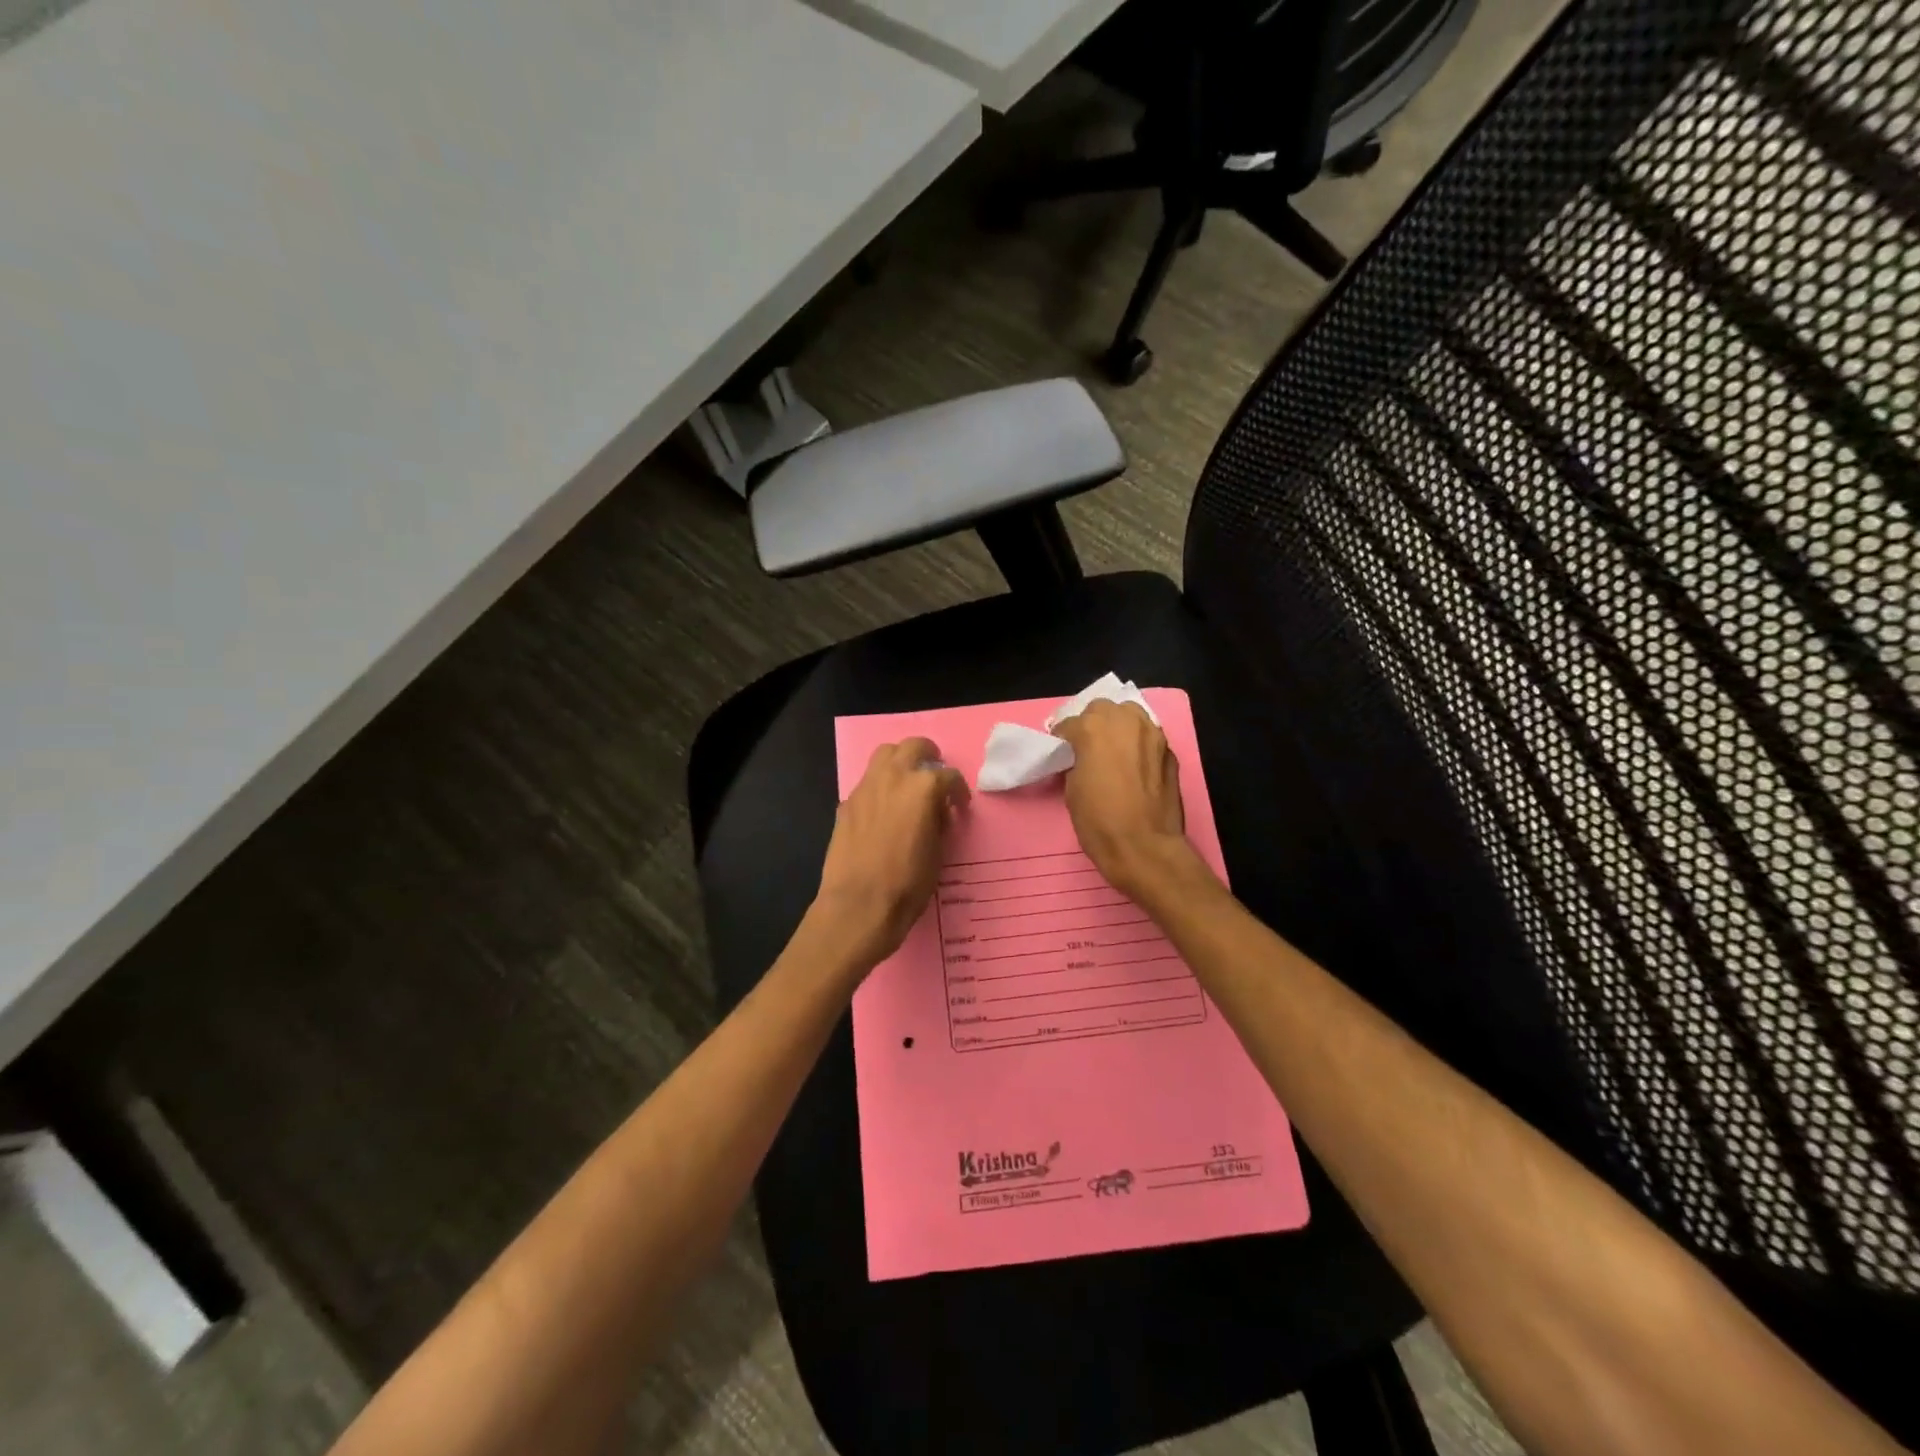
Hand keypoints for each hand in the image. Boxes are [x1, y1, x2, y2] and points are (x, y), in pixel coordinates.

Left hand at [813, 738, 969, 965]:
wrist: (858, 906)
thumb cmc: (907, 884)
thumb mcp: (938, 853)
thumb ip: (939, 822)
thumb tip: (936, 812)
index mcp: (923, 788)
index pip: (949, 776)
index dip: (959, 791)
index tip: (960, 806)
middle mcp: (893, 778)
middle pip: (913, 747)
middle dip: (929, 756)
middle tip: (935, 775)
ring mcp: (865, 788)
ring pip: (884, 755)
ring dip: (901, 762)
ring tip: (908, 784)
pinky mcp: (846, 803)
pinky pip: (867, 782)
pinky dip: (880, 786)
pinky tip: (884, 810)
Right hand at [1053, 700, 1193, 898]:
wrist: (1144, 847)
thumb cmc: (1099, 821)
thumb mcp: (1072, 789)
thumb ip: (1076, 761)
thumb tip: (1081, 757)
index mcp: (1093, 728)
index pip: (1071, 723)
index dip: (1063, 738)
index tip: (1061, 751)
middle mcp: (1125, 721)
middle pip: (1103, 709)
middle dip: (1092, 723)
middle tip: (1086, 747)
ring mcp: (1152, 734)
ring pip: (1131, 715)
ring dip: (1118, 726)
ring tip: (1112, 749)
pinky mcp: (1170, 752)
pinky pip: (1148, 737)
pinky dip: (1138, 744)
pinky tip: (1133, 764)